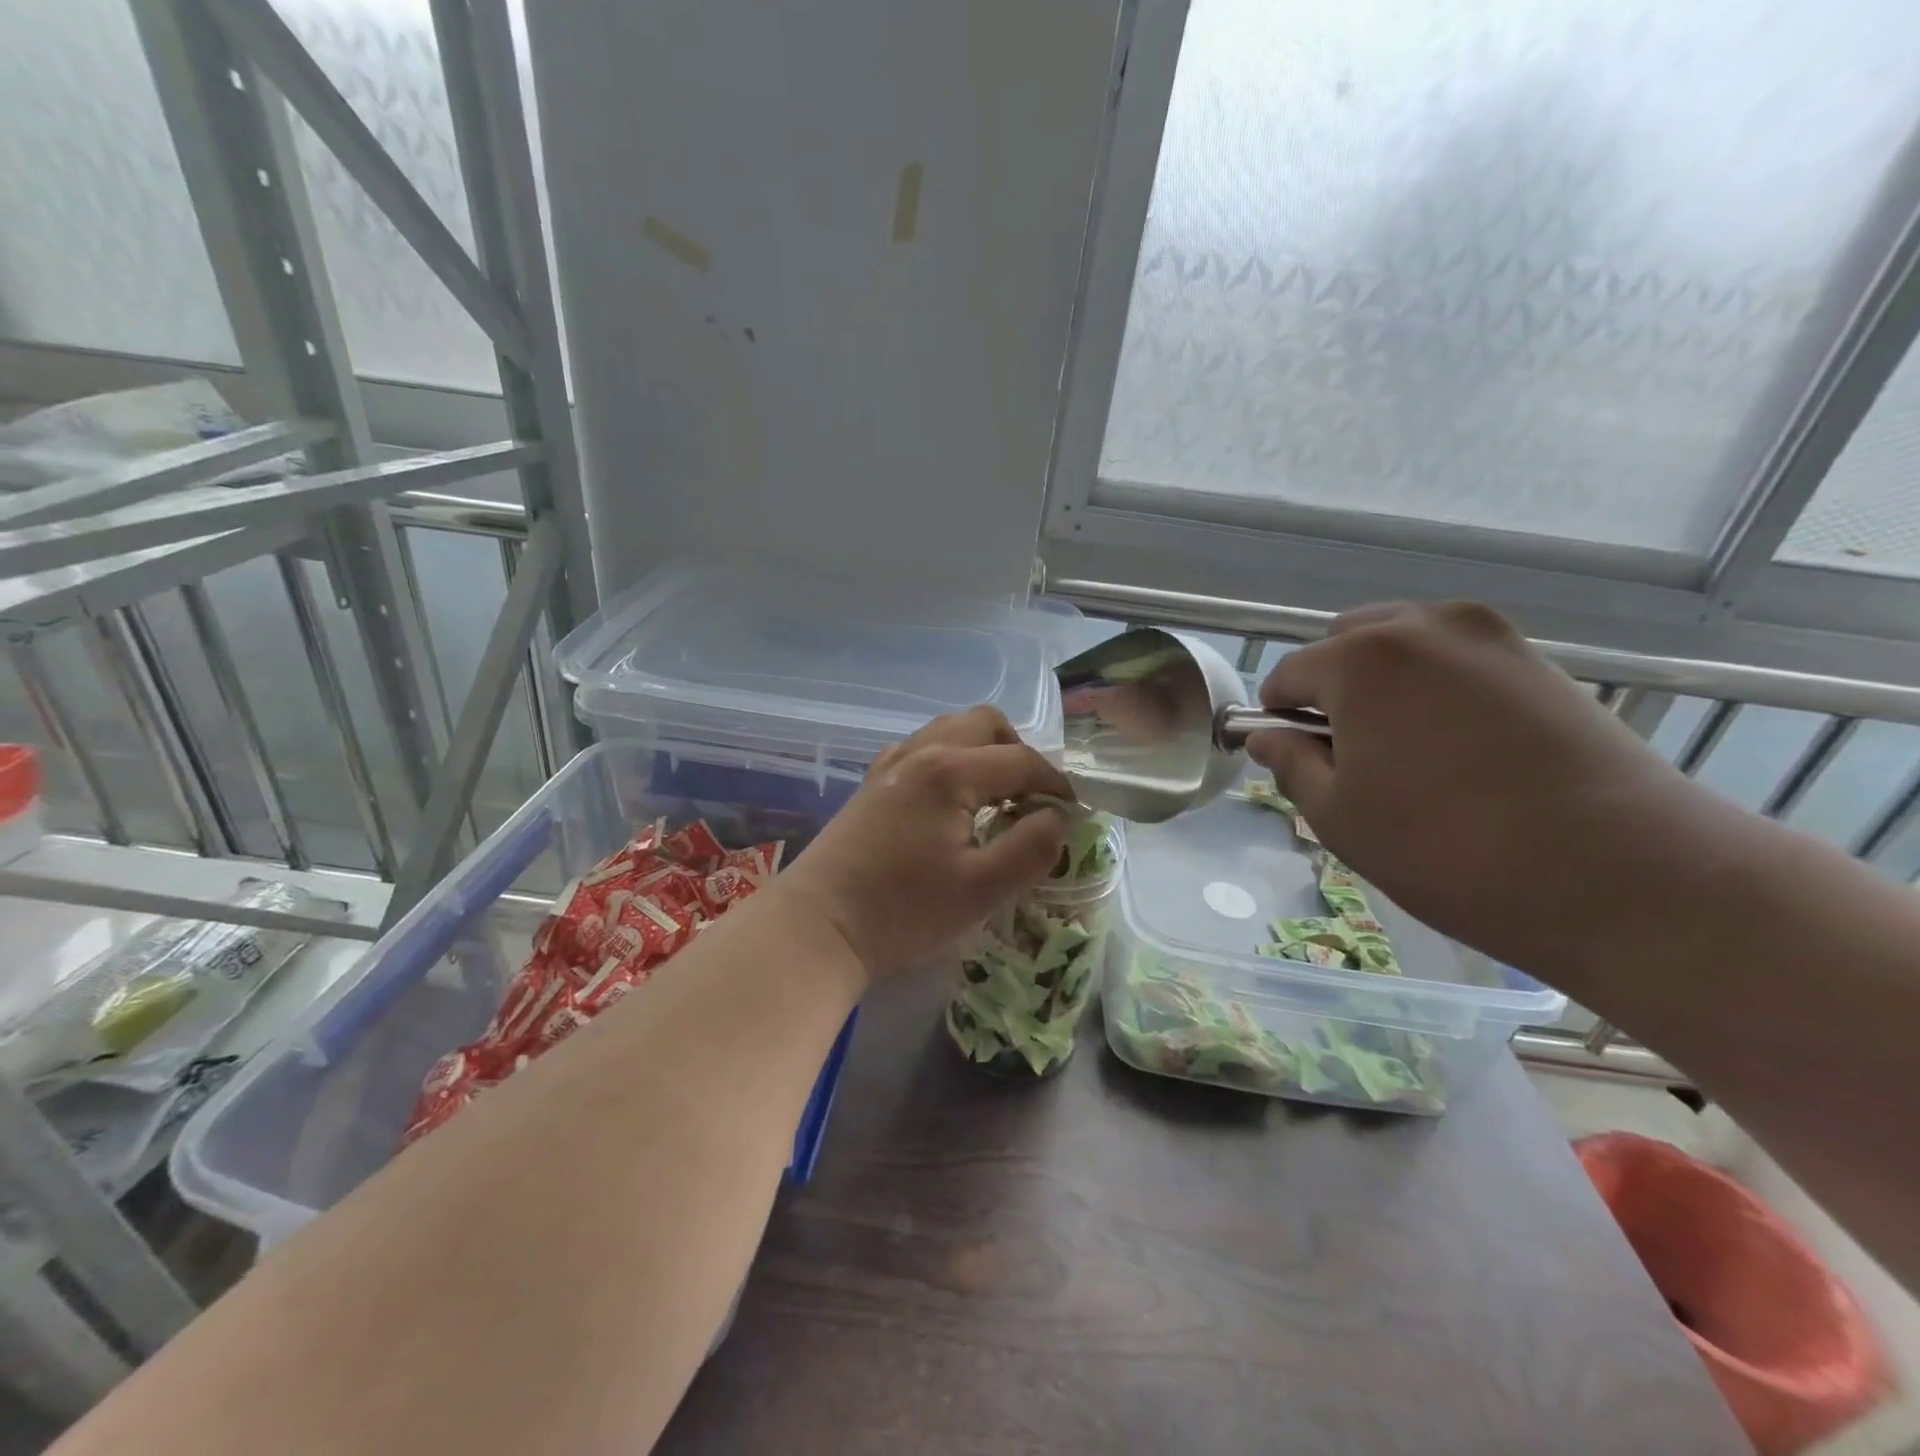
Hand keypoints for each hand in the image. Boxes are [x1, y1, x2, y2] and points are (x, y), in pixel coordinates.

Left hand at [780, 707, 1074, 980]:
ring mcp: (891, 764)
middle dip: (1020, 753)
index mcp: (951, 771)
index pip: (1023, 761)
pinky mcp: (872, 783)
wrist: (818, 928)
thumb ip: (1032, 847)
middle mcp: (921, 752)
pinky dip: (949, 761)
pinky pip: (922, 750)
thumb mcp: (982, 890)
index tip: (1072, 815)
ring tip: (994, 800)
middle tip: (1030, 800)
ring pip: (951, 730)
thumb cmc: (903, 911)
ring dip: (983, 753)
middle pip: (986, 723)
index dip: (1056, 785)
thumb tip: (1059, 817)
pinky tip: (949, 804)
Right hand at [1245, 601, 1699, 975]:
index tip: (1295, 761)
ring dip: (1385, 685)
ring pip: (1404, 645)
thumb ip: (1290, 764)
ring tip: (1410, 753)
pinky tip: (1461, 751)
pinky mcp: (1540, 661)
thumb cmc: (1450, 849)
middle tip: (1352, 756)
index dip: (1279, 719)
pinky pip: (1457, 660)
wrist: (1626, 876)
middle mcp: (1423, 626)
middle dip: (1333, 690)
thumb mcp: (1339, 817)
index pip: (1289, 675)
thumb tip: (1267, 737)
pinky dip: (1438, 690)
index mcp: (1361, 659)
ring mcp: (1490, 637)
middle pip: (1346, 644)